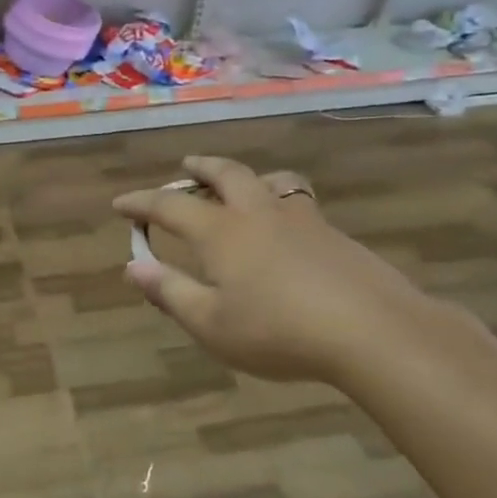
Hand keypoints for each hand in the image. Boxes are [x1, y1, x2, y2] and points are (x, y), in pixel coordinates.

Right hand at [113, 156, 437, 384]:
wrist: (375, 332)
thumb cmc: (279, 331)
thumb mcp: (211, 323)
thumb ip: (170, 292)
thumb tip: (132, 267)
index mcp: (222, 232)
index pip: (170, 206)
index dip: (141, 202)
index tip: (121, 204)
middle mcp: (259, 213)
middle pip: (226, 174)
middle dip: (201, 167)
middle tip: (186, 165)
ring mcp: (303, 220)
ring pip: (271, 181)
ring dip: (247, 177)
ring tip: (241, 185)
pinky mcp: (336, 235)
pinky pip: (299, 203)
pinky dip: (279, 202)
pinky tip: (286, 231)